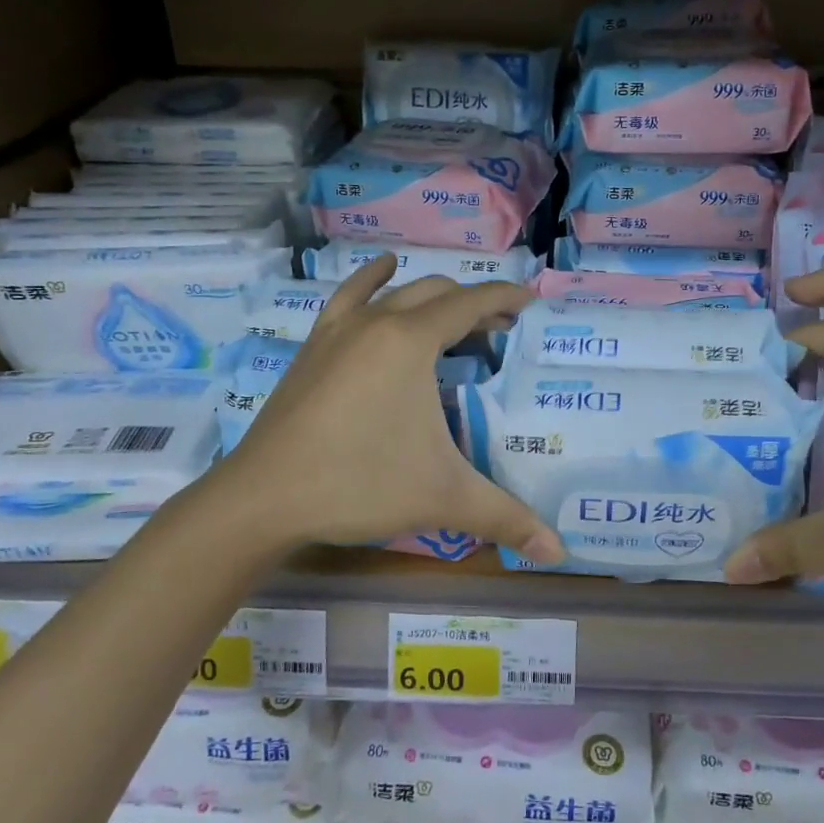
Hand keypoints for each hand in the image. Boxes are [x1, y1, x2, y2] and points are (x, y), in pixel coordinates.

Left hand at [202, 256, 565, 561]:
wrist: (263, 497)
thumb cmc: (359, 484)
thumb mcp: (443, 498)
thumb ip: (506, 518)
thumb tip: (560, 552)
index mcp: (410, 342)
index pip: (470, 303)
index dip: (504, 298)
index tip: (530, 301)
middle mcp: (375, 323)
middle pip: (435, 293)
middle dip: (473, 303)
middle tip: (500, 329)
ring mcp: (338, 331)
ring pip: (394, 292)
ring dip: (430, 295)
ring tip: (453, 312)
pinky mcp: (313, 347)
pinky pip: (348, 298)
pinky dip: (372, 280)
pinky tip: (383, 270)